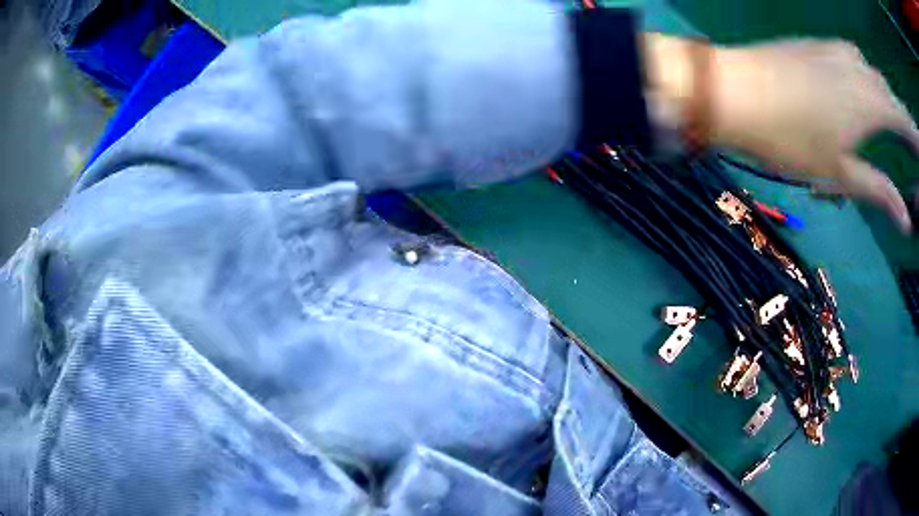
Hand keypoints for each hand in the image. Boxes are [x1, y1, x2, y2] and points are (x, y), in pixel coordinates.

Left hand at [711, 40, 918, 232]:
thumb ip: (878, 191)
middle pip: (891, 97)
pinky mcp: (818, 44)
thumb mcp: (840, 174)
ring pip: (873, 76)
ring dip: (885, 99)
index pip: (905, 121)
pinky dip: (866, 80)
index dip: (914, 137)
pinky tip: (861, 92)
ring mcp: (837, 51)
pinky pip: (854, 61)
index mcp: (872, 104)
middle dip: (903, 121)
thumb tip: (905, 220)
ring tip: (891, 123)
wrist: (735, 89)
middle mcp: (860, 70)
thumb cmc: (789, 137)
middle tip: (911, 147)